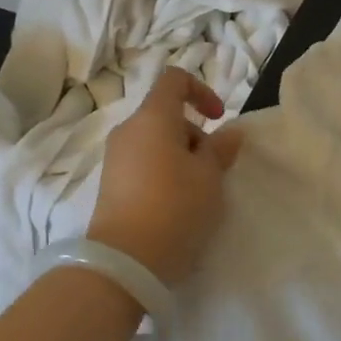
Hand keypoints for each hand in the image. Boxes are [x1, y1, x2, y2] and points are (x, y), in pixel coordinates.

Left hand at [87, 68, 244, 286]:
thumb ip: (221, 149)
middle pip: (166, 115)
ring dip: (181, 157)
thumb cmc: (175, 207)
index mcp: (152, 117)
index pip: (174, 80)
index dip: (201, 90)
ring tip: (197, 192)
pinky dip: (163, 173)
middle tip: (212, 170)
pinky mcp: (111, 185)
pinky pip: (143, 164)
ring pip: (156, 142)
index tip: (218, 119)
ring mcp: (115, 158)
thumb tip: (230, 132)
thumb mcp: (210, 177)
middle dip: (195, 135)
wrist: (126, 261)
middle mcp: (128, 131)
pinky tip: (176, 205)